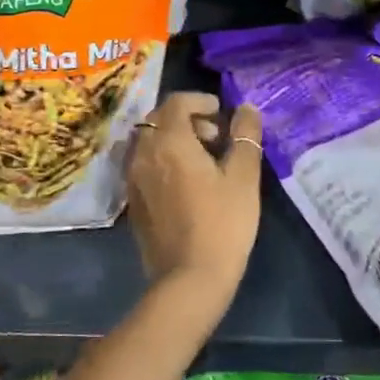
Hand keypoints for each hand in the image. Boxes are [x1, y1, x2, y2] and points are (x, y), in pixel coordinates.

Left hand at [126, 91, 262, 308]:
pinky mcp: (132, 201)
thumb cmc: (222, 224)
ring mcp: (133, 178)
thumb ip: (245, 136)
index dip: (199, 100)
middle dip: (187, 118)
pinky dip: (162, 159)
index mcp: (169, 141)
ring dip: (173, 139)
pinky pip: (144, 164)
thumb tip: (247, 108)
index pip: (177, 102)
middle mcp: (144, 153)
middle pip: (159, 119)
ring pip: (150, 142)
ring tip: (202, 159)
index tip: (220, 111)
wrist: (189, 279)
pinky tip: (185, 182)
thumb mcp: (243, 177)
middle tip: (215, 136)